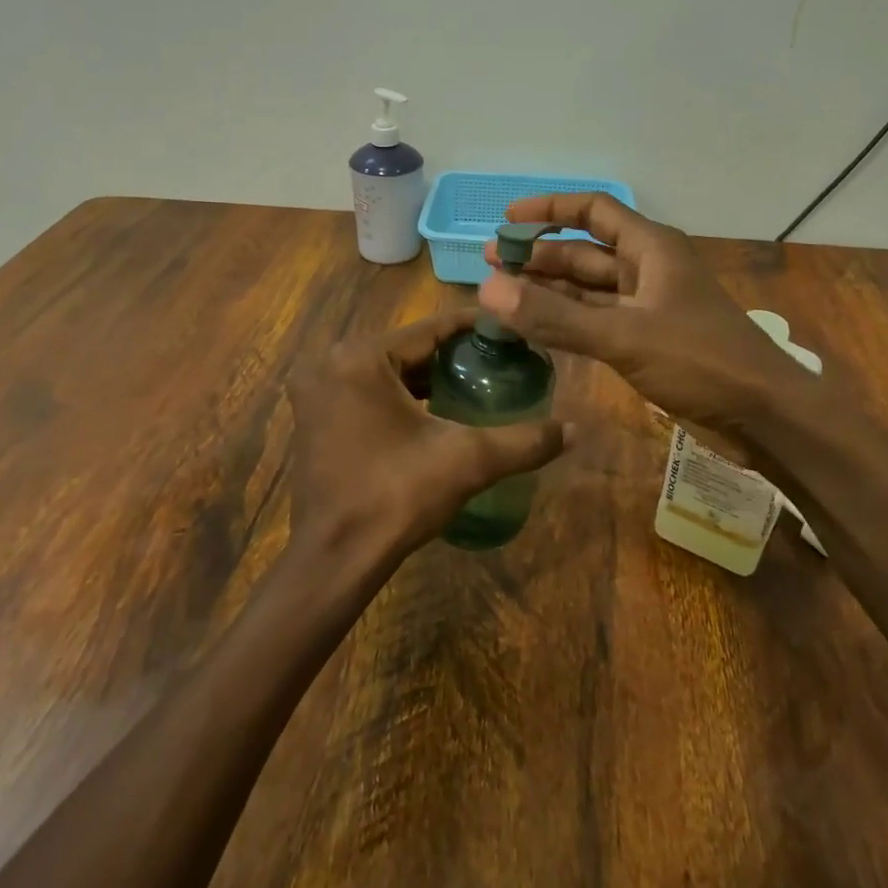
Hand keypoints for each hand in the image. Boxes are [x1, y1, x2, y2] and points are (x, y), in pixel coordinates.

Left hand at [284, 311, 570, 576]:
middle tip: (498, 359)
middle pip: (406, 348)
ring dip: (425, 376)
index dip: (474, 327)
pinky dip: (399, 396)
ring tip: (474, 382)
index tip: (511, 330)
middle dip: (452, 354)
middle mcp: (330, 364)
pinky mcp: (313, 419)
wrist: (335, 560)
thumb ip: (523, 441)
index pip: (429, 329)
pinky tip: (435, 411)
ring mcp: (316, 392)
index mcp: (360, 358)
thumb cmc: (396, 497)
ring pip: (386, 370)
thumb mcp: (468, 461)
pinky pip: (366, 391)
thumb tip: (574, 429)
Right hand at [479, 194, 818, 461]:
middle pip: (585, 252)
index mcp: (652, 249)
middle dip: (540, 256)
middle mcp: (648, 270)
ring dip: (549, 290)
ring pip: (589, 290)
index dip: (550, 210)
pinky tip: (536, 328)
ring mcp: (648, 307)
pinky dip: (567, 321)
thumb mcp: (624, 337)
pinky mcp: (648, 341)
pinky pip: (597, 321)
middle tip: (491, 264)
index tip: (507, 219)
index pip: (593, 211)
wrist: (766, 417)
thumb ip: (556, 316)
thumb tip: (488, 291)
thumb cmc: (702, 361)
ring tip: (502, 294)